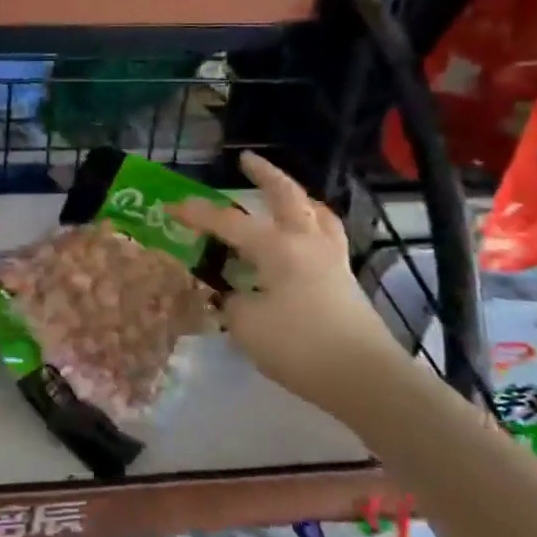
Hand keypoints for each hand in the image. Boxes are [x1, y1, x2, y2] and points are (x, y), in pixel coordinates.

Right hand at [169, 151, 400, 418]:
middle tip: (247, 159)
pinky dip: (313, 225)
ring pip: (316, 213)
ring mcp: (331, 260)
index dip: (197, 214)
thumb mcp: (248, 326)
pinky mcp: (345, 280)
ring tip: (285, 194)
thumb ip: (233, 302)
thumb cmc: (300, 346)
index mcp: (277, 248)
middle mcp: (306, 243)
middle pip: (287, 196)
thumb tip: (234, 295)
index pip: (229, 223)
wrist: (364, 377)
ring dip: (297, 197)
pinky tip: (304, 238)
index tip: (172, 206)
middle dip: (265, 174)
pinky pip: (327, 237)